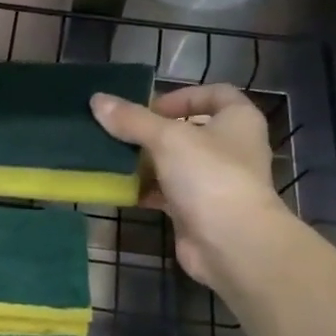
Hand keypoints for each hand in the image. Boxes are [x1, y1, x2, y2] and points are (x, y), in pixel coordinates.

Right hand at [91, 85, 290, 296]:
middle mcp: (231, 148)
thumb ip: (132, 120)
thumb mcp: (167, 138)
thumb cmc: (209, 176)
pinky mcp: (198, 210)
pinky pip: (168, 192)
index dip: (182, 96)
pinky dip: (147, 190)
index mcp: (238, 120)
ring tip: (114, 159)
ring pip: (176, 163)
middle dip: (155, 132)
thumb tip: (96, 100)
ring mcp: (215, 181)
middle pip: (190, 130)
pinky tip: (121, 190)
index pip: (215, 94)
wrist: (230, 242)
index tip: (150, 107)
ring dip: (147, 162)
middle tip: (122, 133)